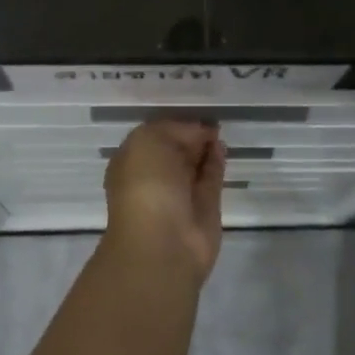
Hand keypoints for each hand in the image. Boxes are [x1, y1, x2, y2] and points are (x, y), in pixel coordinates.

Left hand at [102, 120, 226, 285]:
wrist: (163, 243)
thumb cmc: (146, 185)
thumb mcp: (150, 140)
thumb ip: (175, 129)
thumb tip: (201, 134)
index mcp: (132, 162)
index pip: (153, 136)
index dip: (173, 124)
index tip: (192, 111)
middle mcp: (154, 178)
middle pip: (174, 150)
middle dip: (189, 135)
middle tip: (210, 117)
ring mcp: (180, 194)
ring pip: (194, 165)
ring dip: (205, 148)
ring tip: (219, 129)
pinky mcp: (204, 208)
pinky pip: (211, 178)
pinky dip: (216, 162)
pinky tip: (222, 146)